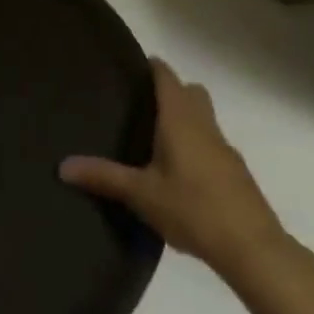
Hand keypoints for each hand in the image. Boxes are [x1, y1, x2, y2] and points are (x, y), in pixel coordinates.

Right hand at [61, 59, 290, 279]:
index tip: (130, 66)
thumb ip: (103, 176)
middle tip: (139, 102)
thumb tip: (62, 165)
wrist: (252, 247)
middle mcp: (204, 125)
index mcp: (180, 120)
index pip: (167, 77)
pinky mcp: (234, 171)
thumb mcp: (141, 194)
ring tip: (153, 137)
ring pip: (203, 117)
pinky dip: (194, 143)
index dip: (151, 67)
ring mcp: (224, 148)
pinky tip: (177, 170)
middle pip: (190, 92)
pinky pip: (211, 142)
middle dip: (169, 90)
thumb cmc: (193, 209)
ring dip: (184, 117)